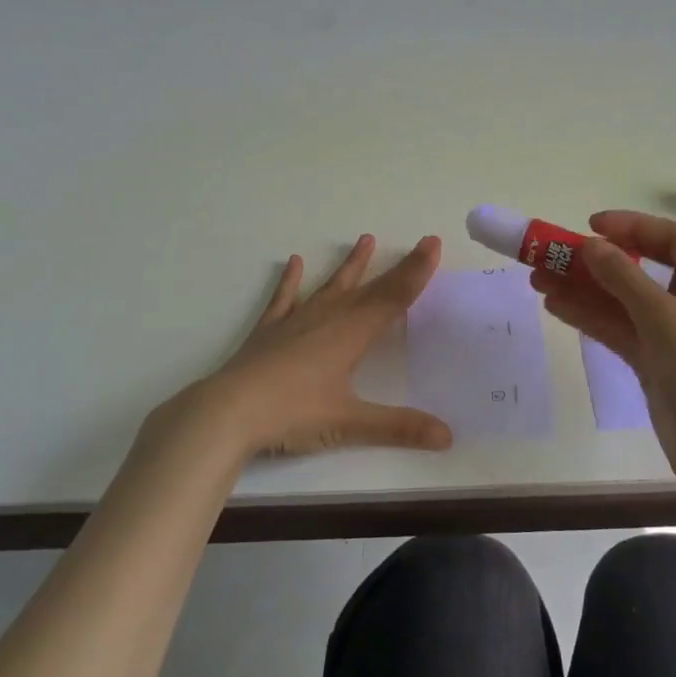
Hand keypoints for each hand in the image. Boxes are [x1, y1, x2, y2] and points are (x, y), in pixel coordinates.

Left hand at [145, 234, 453, 463]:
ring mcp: (296, 321)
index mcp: (351, 334)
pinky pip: (285, 298)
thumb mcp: (349, 424)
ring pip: (331, 286)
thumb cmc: (292, 414)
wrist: (227, 412)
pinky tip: (295, 262)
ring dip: (351, 266)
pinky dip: (291, 281)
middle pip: (370, 289)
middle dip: (398, 268)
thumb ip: (399, 427)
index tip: (432, 243)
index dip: (416, 272)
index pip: (393, 298)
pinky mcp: (269, 331)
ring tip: (365, 239)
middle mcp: (328, 318)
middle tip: (419, 243)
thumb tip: (448, 437)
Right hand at [530, 211, 675, 497]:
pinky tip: (556, 306)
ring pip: (624, 302)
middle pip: (642, 269)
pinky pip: (620, 330)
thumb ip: (624, 278)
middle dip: (597, 262)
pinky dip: (591, 318)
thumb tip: (590, 245)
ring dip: (585, 290)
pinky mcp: (658, 364)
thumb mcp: (666, 319)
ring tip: (538, 279)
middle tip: (552, 255)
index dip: (630, 227)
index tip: (589, 225)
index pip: (672, 239)